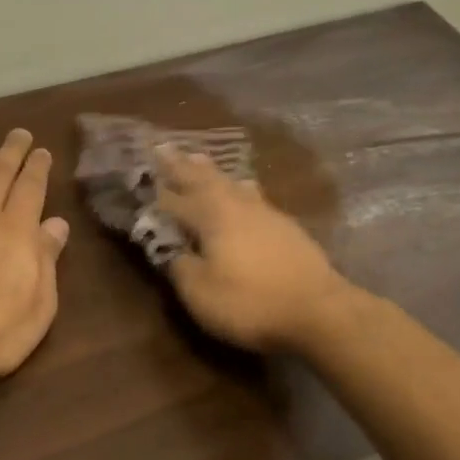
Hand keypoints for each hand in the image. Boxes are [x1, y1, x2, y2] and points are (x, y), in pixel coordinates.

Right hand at [156, 147, 348, 352]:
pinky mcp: (286, 227)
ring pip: (231, 183)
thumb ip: (180, 267)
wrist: (319, 311)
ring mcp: (265, 213)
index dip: (155, 189)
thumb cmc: (250, 302)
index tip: (140, 171)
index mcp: (210, 216)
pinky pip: (252, 195)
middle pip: (204, 180)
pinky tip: (243, 188)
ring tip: (199, 158)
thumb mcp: (200, 292)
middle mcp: (236, 205)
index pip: (174, 198)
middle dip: (182, 166)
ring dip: (211, 171)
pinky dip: (239, 187)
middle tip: (166, 148)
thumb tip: (172, 250)